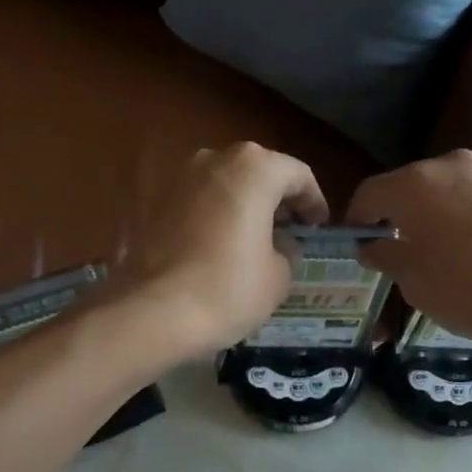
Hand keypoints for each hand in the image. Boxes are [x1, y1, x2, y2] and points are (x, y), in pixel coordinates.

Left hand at [124, 143, 330, 355]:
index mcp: (254, 169)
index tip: (318, 226)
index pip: (297, 175)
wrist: (154, 312)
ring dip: (242, 206)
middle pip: (257, 172)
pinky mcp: (153, 203)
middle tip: (289, 230)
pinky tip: (218, 248)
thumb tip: (280, 246)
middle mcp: (214, 159)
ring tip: (253, 239)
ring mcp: (178, 178)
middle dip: (276, 199)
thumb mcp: (278, 276)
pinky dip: (213, 217)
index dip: (314, 201)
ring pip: (223, 185)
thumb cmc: (228, 290)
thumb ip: (287, 251)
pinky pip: (197, 204)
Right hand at [347, 150, 471, 355]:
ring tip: (447, 253)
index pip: (369, 194)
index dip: (357, 221)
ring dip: (437, 214)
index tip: (359, 247)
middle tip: (402, 254)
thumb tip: (372, 244)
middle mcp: (451, 164)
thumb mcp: (418, 285)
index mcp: (415, 186)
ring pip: (448, 189)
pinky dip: (471, 215)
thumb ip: (387, 256)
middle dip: (398, 216)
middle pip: (409, 186)